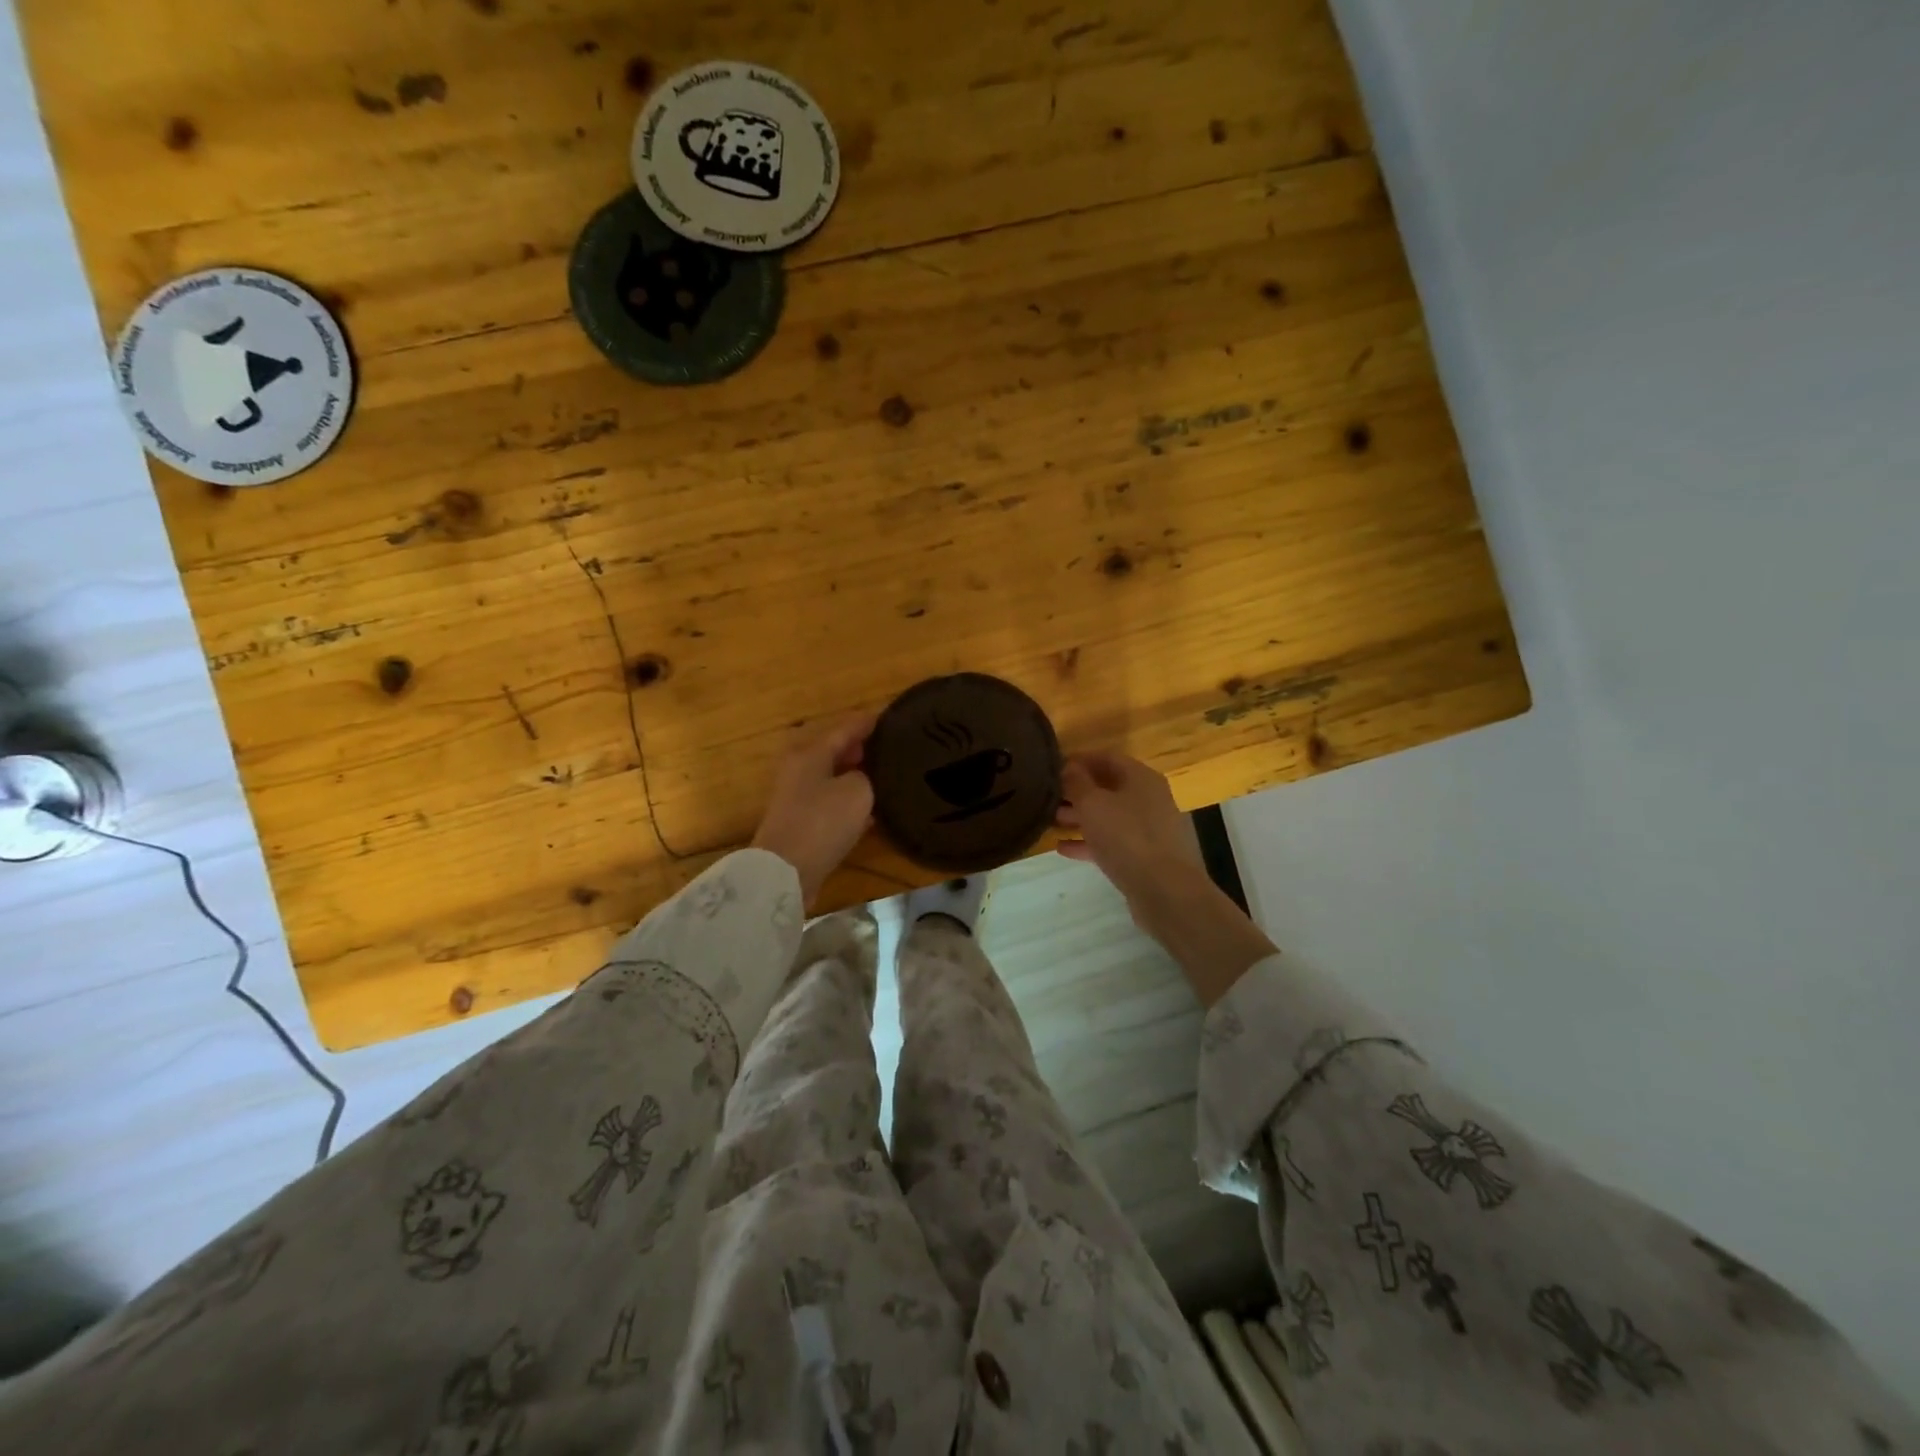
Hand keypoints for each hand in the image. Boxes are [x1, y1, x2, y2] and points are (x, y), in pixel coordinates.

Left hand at [751, 712, 875, 905]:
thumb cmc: (822, 821)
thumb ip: (867, 775)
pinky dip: (849, 800)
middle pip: (834, 750)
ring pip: (832, 776)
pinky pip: (830, 801)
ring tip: (886, 776)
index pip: (845, 727)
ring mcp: (797, 796)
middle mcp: (799, 768)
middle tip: (891, 748)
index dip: (868, 722)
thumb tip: (865, 776)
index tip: (891, 717)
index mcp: (810, 752)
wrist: (786, 871)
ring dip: (855, 775)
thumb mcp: (858, 791)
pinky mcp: (800, 822)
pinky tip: (871, 809)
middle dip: (861, 747)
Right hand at [1055, 752, 1202, 904]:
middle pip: (1108, 788)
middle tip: (1047, 797)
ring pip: (1109, 816)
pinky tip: (1063, 848)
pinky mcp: (1146, 856)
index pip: (1107, 757)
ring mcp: (1149, 829)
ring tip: (1049, 822)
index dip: (1079, 760)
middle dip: (1076, 792)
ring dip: (1080, 817)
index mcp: (1141, 778)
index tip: (1052, 767)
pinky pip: (1113, 842)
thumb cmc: (1127, 837)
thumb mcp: (1093, 804)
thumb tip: (1067, 767)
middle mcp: (1149, 798)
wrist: (1165, 891)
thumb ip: (1077, 783)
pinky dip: (1090, 842)